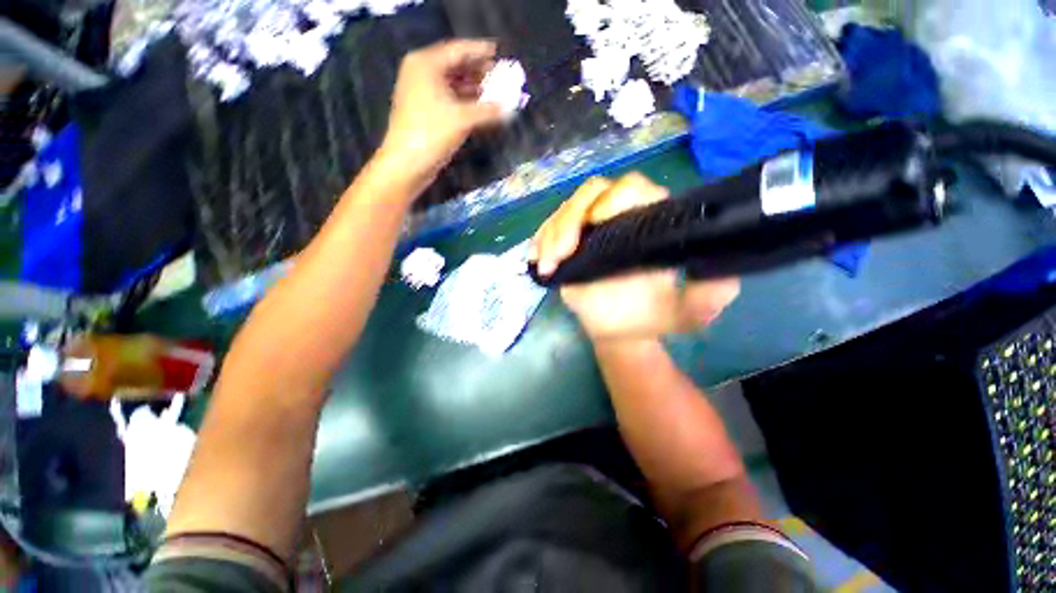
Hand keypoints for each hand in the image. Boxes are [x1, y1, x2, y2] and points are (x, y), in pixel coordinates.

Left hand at [377, 39, 504, 182]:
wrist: (406, 164)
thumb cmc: (431, 134)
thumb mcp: (463, 119)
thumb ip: (488, 110)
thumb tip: (510, 106)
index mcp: (426, 64)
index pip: (458, 50)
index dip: (480, 51)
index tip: (499, 52)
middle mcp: (422, 72)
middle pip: (455, 66)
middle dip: (478, 71)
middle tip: (500, 75)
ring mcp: (422, 92)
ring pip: (453, 83)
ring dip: (474, 88)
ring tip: (496, 91)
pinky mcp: (425, 111)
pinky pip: (449, 98)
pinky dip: (465, 101)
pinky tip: (481, 107)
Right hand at [530, 173, 739, 339]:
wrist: (618, 330)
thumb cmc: (647, 317)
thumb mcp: (687, 313)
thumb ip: (709, 296)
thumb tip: (720, 271)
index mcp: (646, 222)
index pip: (632, 189)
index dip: (613, 199)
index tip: (596, 224)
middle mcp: (616, 217)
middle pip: (589, 193)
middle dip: (571, 219)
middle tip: (562, 253)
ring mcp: (587, 229)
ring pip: (565, 211)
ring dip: (552, 234)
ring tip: (549, 263)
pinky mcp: (567, 243)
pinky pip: (548, 231)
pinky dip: (539, 242)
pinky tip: (537, 259)